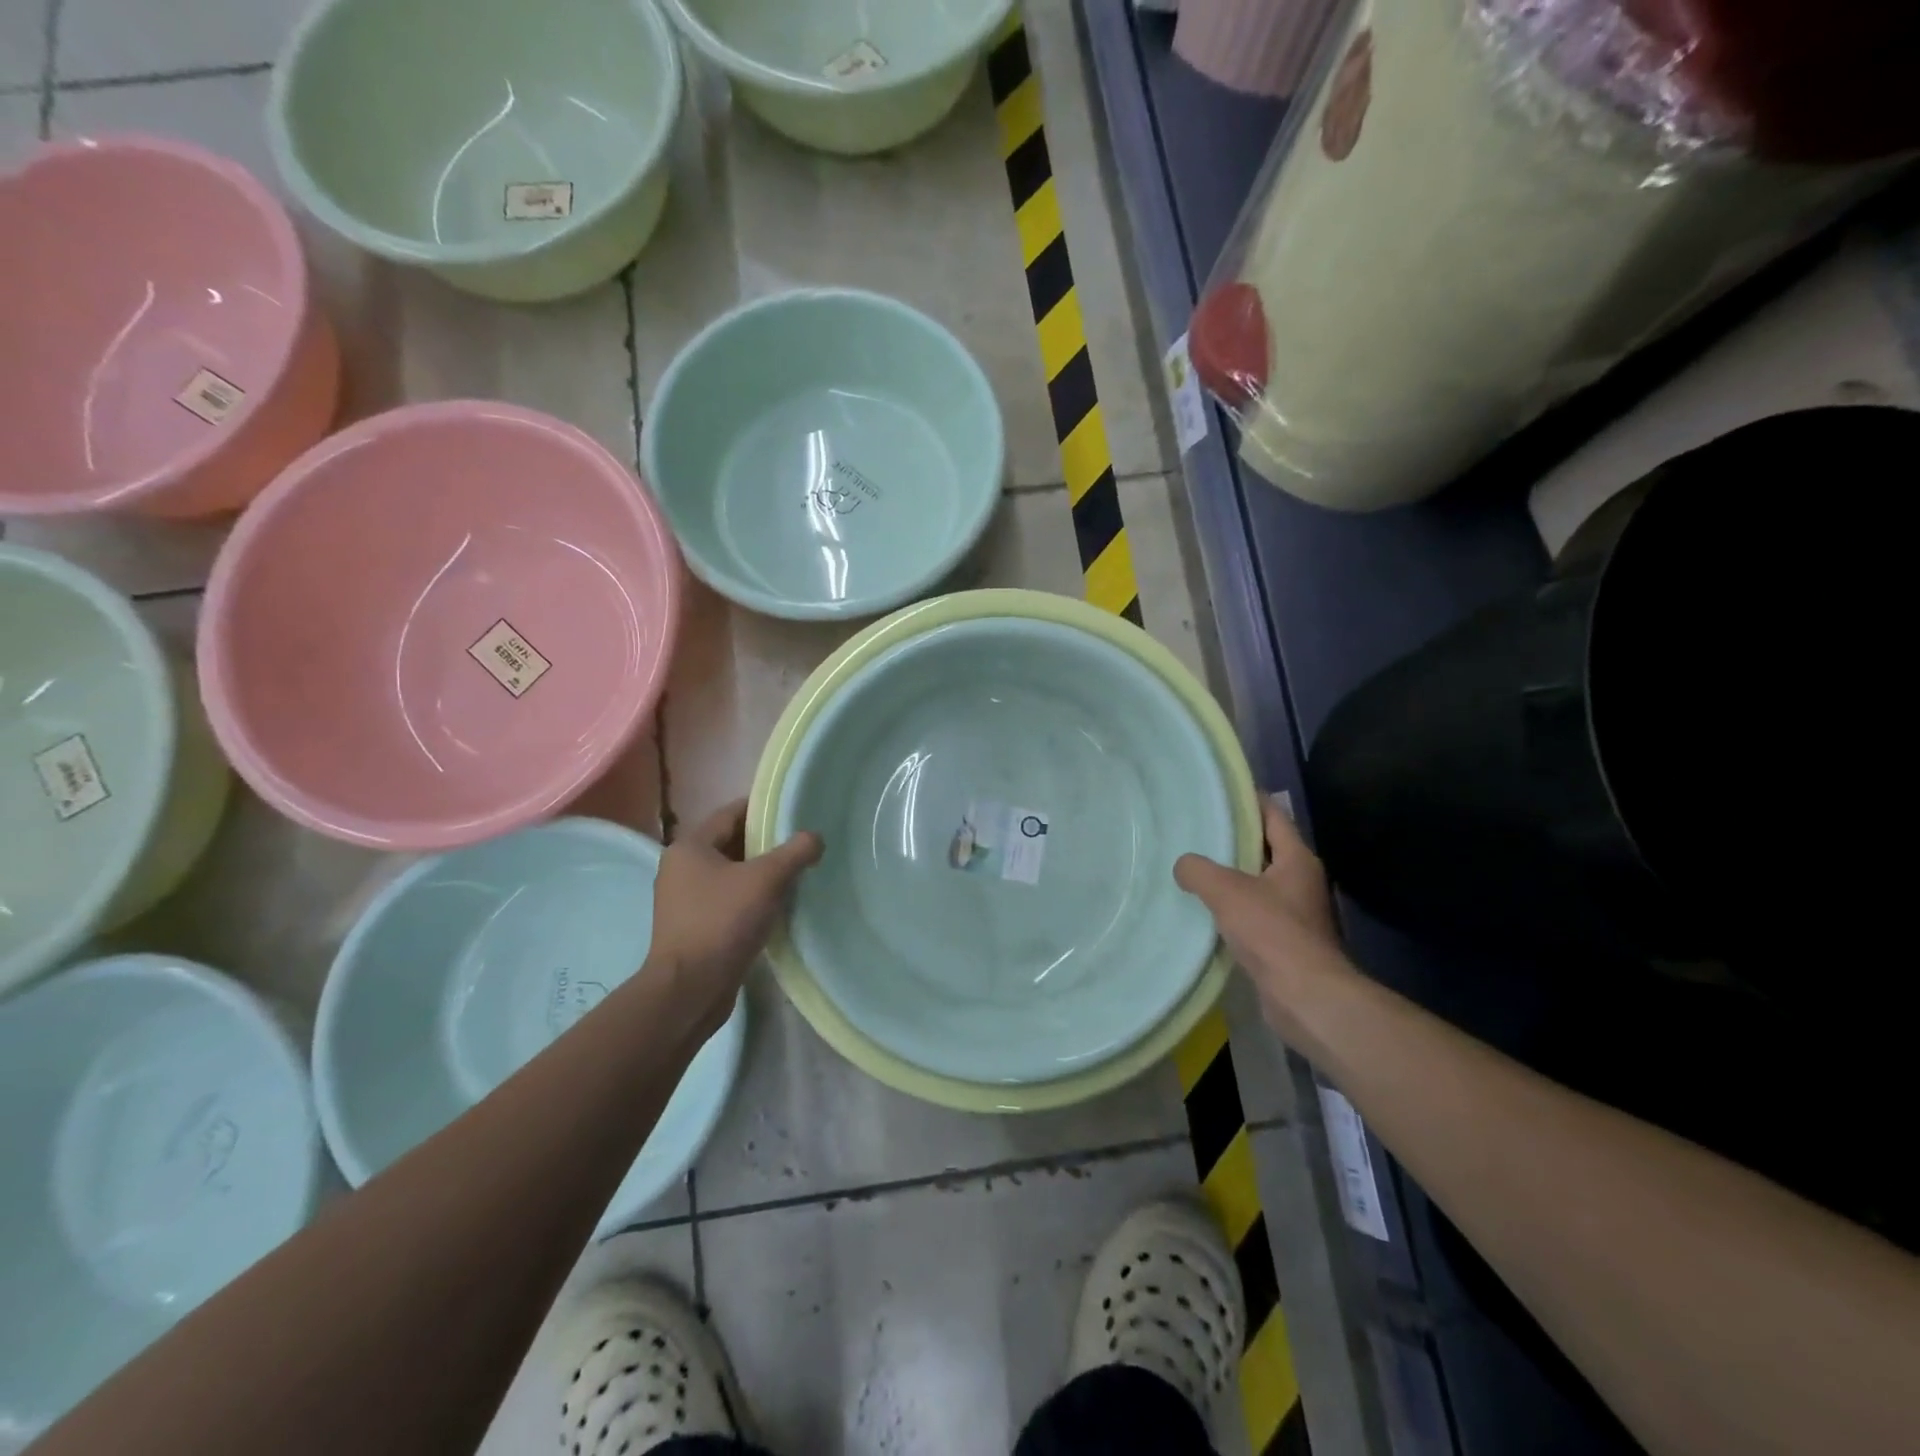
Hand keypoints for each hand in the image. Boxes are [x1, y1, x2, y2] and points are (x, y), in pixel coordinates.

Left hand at [649, 799, 822, 1040]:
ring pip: (731, 874)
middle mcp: (681, 868)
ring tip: (796, 874)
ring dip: (760, 874)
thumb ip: (794, 852)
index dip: (763, 810)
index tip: (795, 812)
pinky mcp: (694, 928)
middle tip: (802, 844)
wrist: (689, 990)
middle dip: (766, 843)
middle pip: (731, 844)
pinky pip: (728, 901)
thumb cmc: (722, 922)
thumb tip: (815, 837)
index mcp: (690, 847)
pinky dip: (751, 898)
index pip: (731, 813)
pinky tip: (777, 906)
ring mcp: (684, 901)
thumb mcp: (766, 880)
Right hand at [1174, 797, 1349, 1041]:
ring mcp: (1295, 912)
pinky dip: (1231, 908)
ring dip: (1229, 876)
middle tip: (1195, 830)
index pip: (1273, 815)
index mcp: (1297, 859)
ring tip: (1192, 867)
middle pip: (1264, 848)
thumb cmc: (1272, 932)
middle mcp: (1301, 880)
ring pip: (1257, 882)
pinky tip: (1203, 910)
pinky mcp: (1285, 941)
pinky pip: (1253, 912)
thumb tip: (1183, 865)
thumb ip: (1198, 870)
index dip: (1248, 800)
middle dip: (1233, 838)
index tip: (1218, 792)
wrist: (1305, 996)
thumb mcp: (1226, 891)